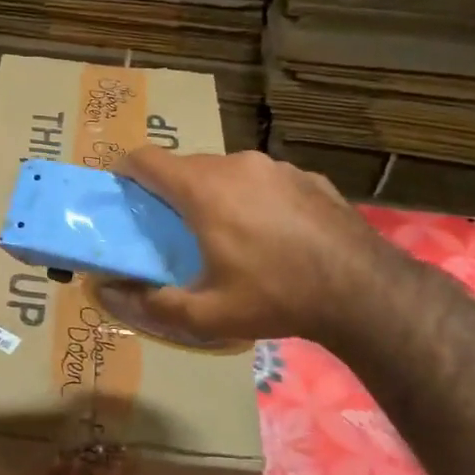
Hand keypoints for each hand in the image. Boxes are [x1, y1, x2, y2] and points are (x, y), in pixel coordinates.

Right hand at [97, 148, 395, 347]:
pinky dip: (254, 199)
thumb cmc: (276, 297)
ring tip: (226, 236)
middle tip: (172, 231)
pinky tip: (273, 236)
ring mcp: (277, 167)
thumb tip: (109, 293)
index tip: (120, 194)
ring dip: (214, 195)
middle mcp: (237, 165)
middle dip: (171, 192)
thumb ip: (151, 303)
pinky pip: (264, 181)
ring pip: (227, 172)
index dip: (125, 172)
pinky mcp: (308, 177)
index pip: (146, 159)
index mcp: (203, 189)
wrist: (365, 292)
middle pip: (186, 166)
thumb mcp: (207, 315)